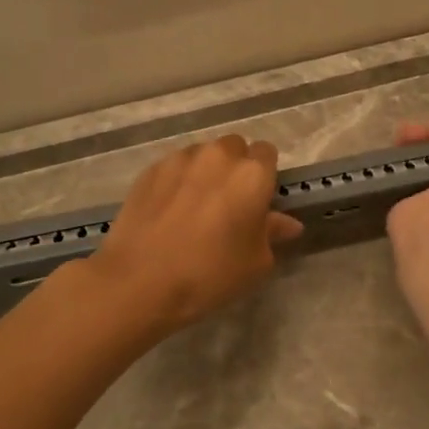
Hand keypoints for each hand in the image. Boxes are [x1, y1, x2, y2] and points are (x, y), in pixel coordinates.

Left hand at [90, 133, 303, 331]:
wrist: (140, 281)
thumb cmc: (210, 274)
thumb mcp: (255, 263)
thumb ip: (273, 234)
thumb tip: (288, 223)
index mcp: (252, 174)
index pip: (267, 153)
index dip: (264, 175)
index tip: (258, 200)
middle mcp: (218, 156)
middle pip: (234, 147)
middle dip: (235, 167)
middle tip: (228, 203)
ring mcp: (180, 159)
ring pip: (202, 154)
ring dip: (206, 171)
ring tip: (195, 206)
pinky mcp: (151, 169)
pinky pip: (174, 167)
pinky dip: (178, 181)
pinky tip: (169, 210)